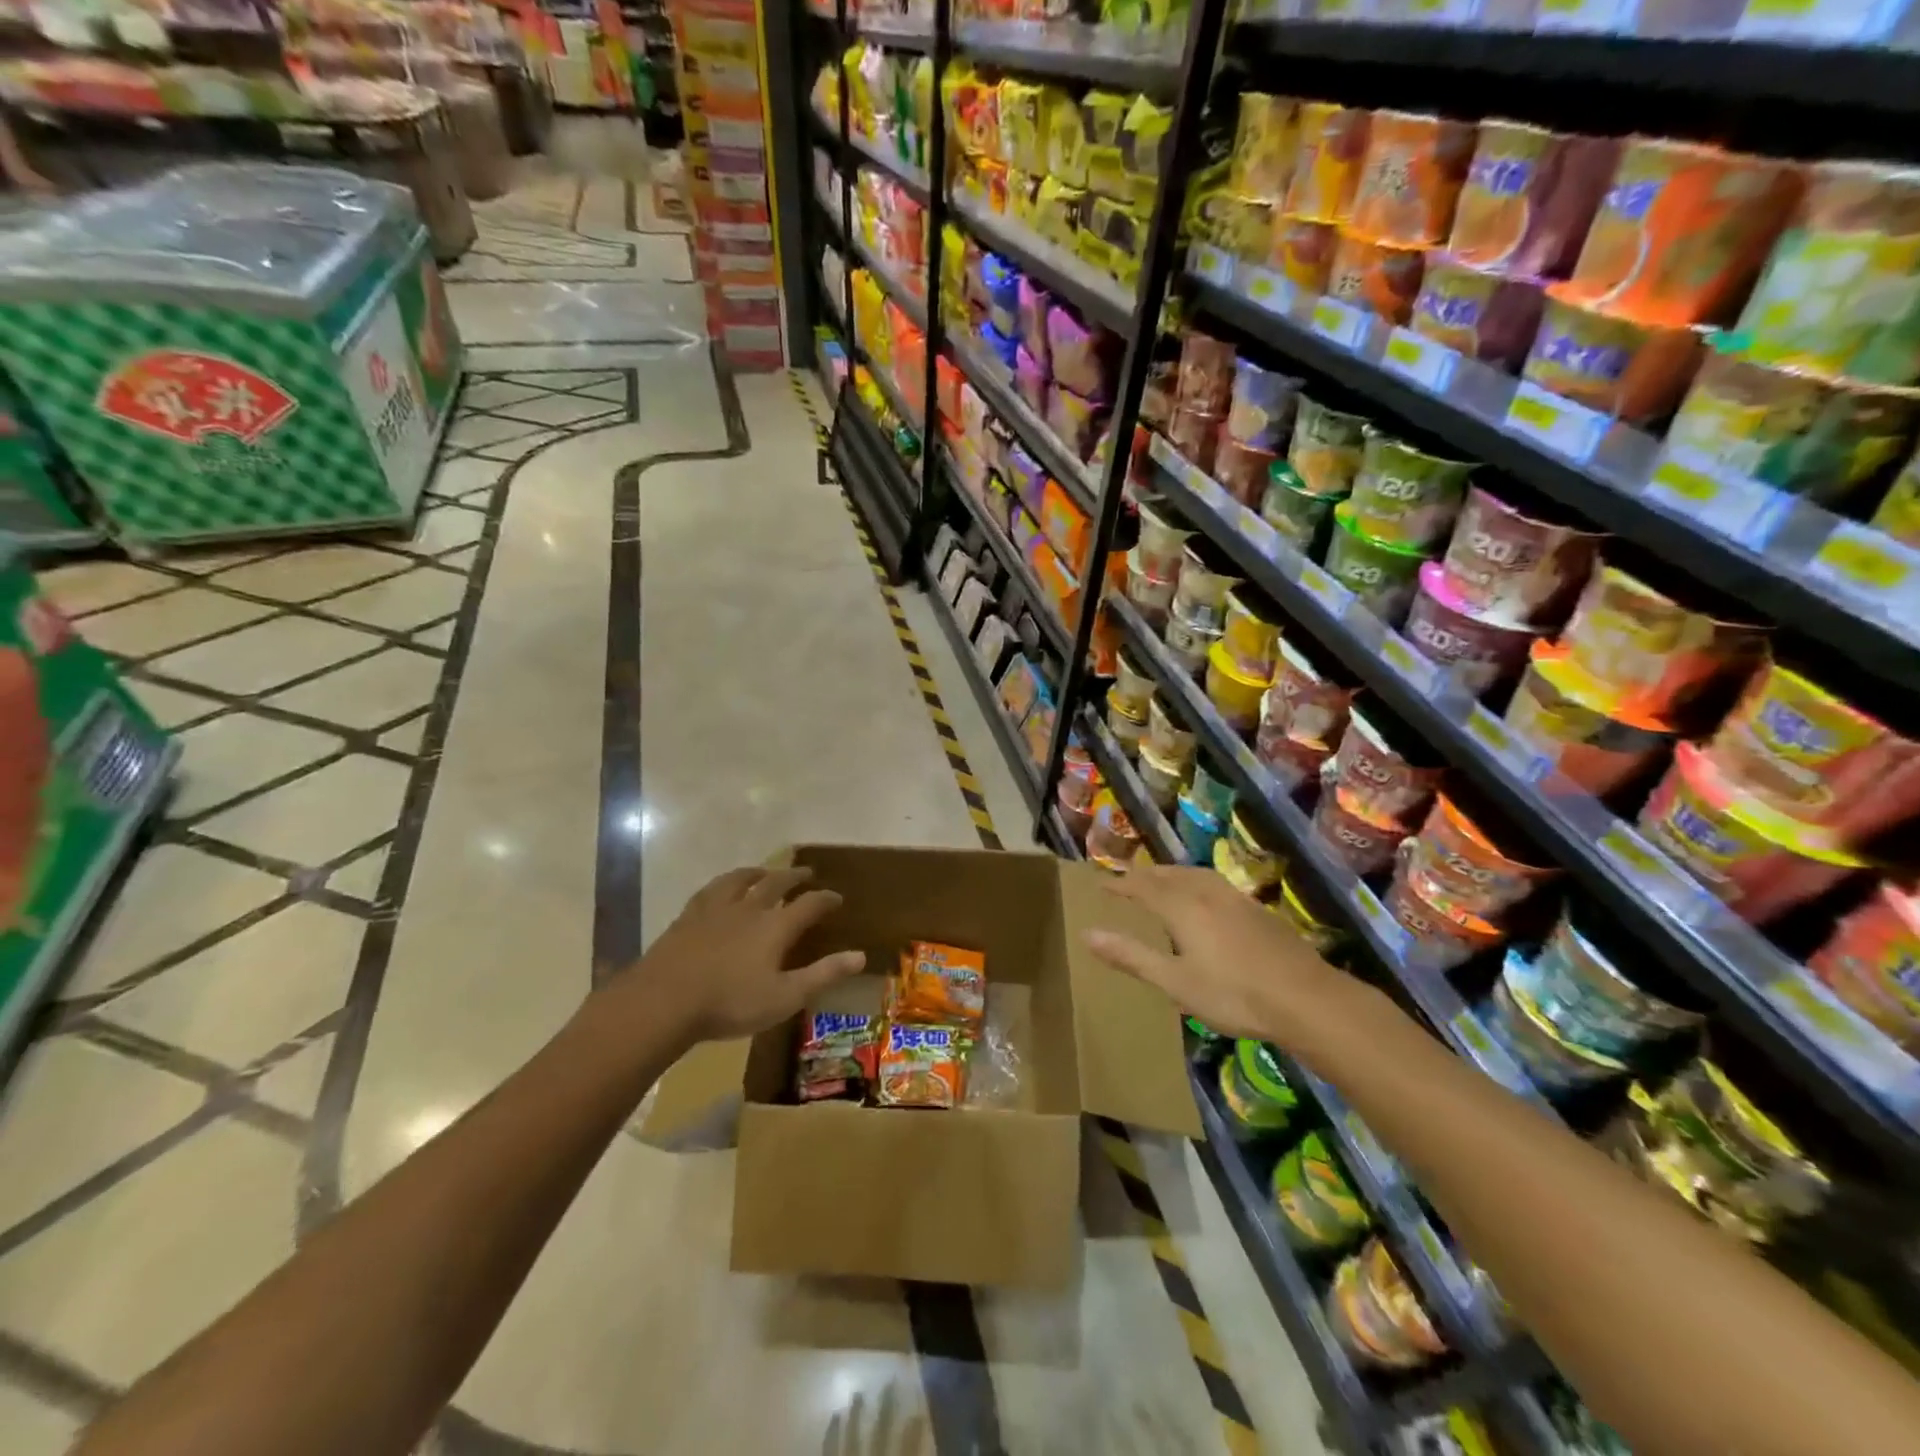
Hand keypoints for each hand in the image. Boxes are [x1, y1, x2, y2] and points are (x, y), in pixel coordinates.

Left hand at [605, 866, 865, 1045]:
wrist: (664, 1001)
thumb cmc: (730, 1003)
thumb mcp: (785, 997)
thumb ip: (823, 975)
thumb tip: (861, 955)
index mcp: (775, 926)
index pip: (809, 904)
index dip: (826, 899)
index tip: (837, 897)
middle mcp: (749, 908)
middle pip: (776, 883)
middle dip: (795, 877)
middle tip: (807, 873)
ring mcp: (716, 909)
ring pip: (741, 879)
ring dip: (758, 872)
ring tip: (765, 871)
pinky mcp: (689, 916)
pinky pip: (711, 889)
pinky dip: (724, 883)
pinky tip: (721, 888)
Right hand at [1085, 865, 1340, 1039]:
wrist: (1307, 999)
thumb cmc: (1233, 994)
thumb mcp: (1175, 982)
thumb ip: (1131, 956)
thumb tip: (1087, 934)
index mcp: (1182, 907)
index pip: (1142, 886)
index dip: (1119, 883)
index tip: (1100, 884)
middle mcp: (1207, 894)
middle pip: (1169, 875)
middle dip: (1145, 875)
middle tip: (1127, 879)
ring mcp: (1237, 900)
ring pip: (1196, 876)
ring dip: (1173, 874)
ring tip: (1163, 881)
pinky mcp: (1259, 912)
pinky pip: (1216, 885)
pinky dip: (1197, 884)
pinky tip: (1207, 901)